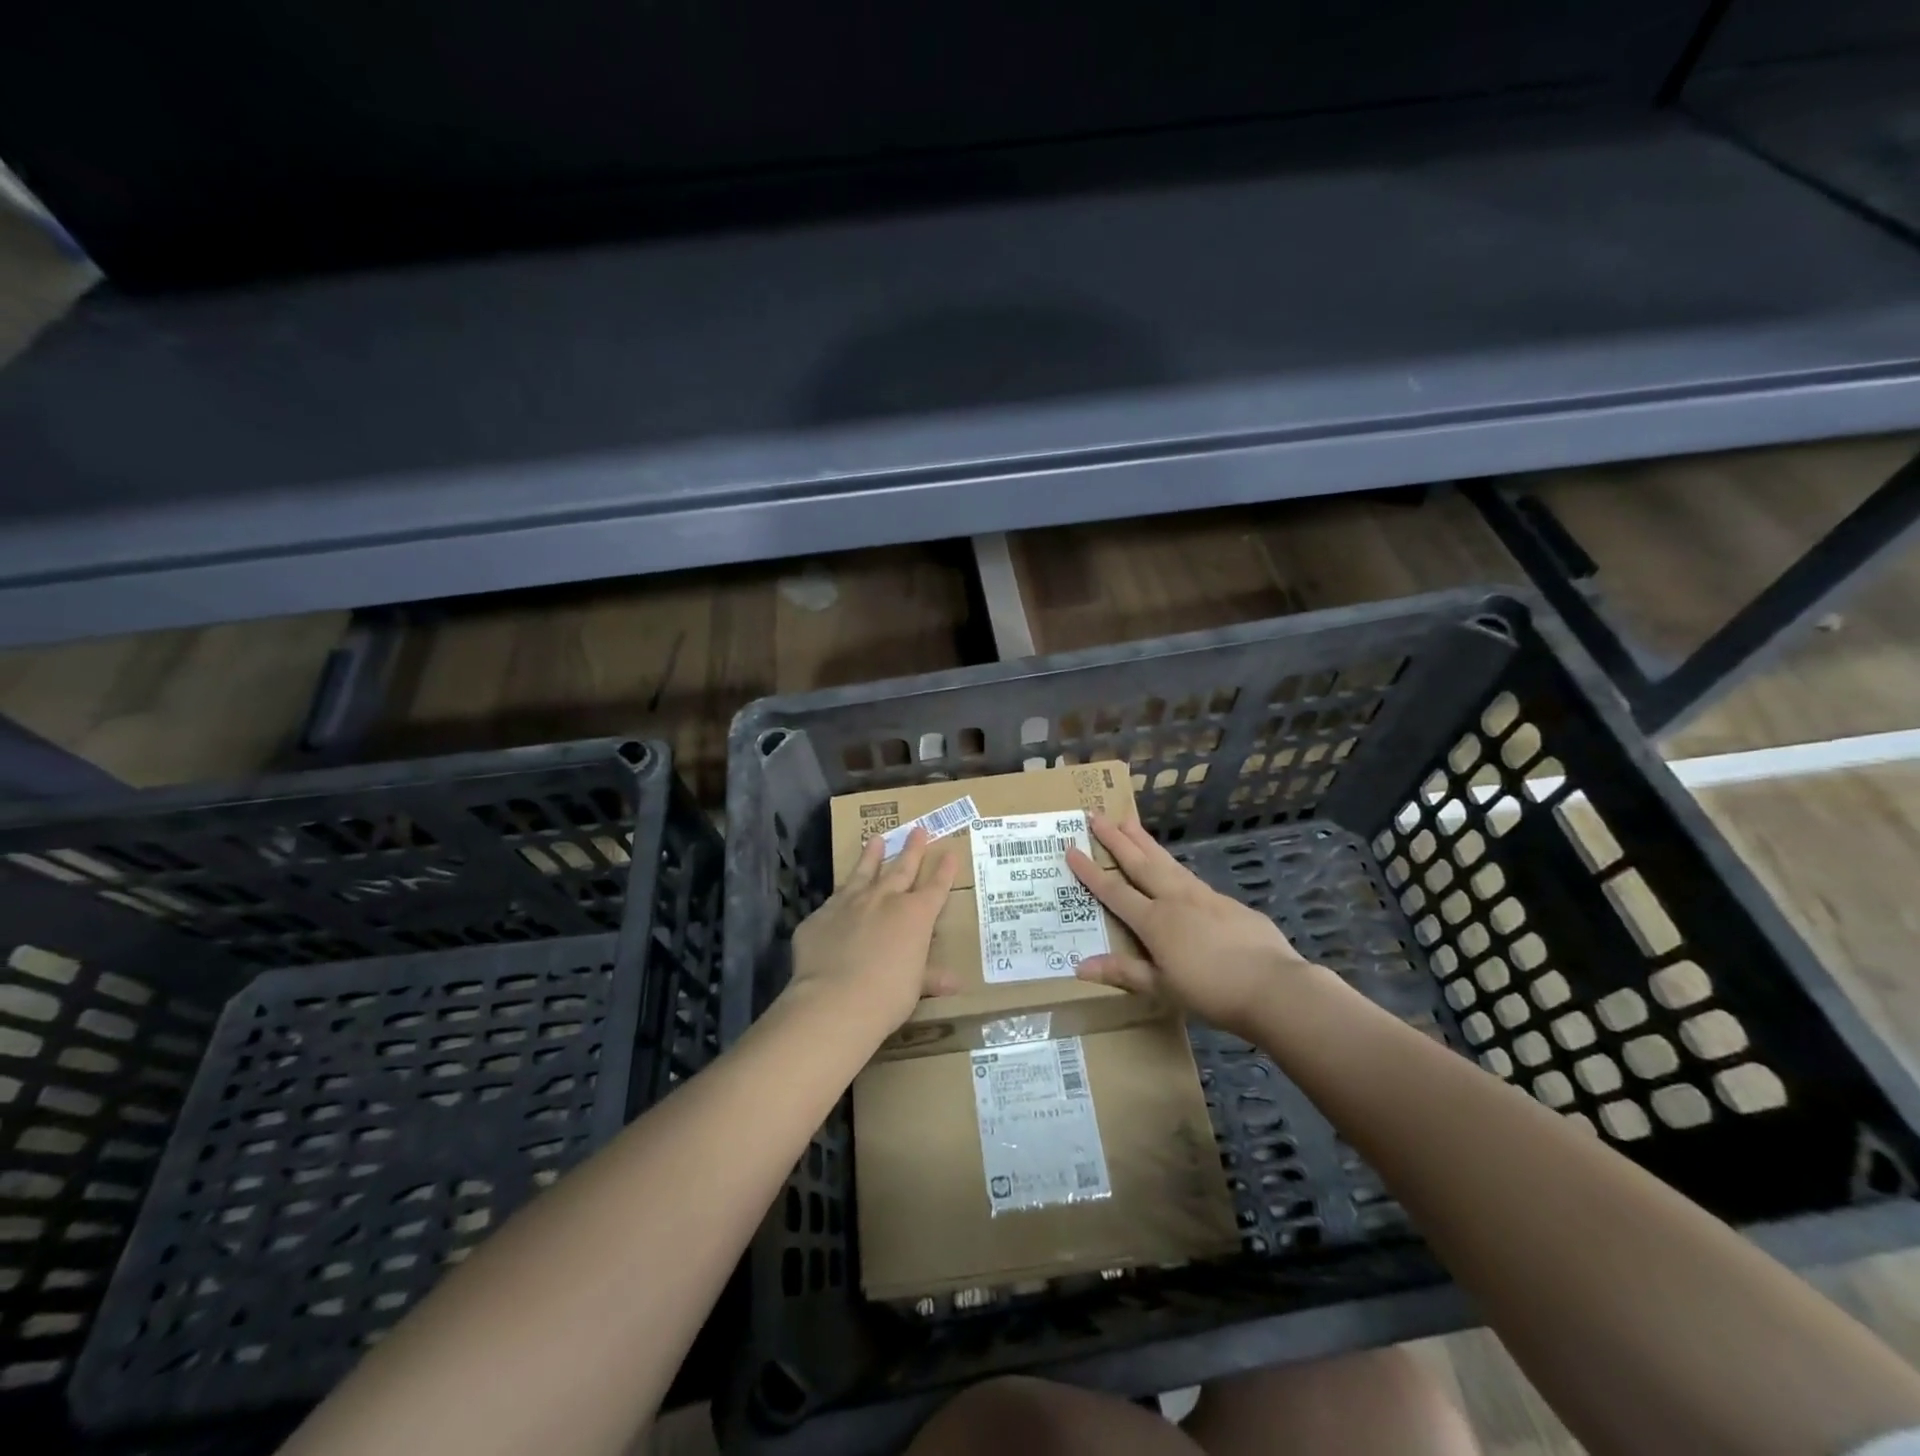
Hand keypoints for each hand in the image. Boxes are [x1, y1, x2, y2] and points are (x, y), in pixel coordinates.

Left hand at [787, 826, 960, 1033]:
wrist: (834, 1001)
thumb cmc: (887, 996)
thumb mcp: (915, 987)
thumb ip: (930, 977)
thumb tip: (955, 982)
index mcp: (915, 915)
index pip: (935, 887)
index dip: (944, 871)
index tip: (950, 853)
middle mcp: (884, 900)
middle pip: (902, 868)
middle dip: (912, 850)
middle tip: (918, 830)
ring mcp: (849, 903)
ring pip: (864, 872)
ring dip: (871, 855)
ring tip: (876, 838)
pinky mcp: (820, 916)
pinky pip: (832, 902)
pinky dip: (839, 897)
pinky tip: (838, 894)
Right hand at [1066, 813, 1313, 1036]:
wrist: (1274, 987)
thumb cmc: (1212, 993)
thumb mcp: (1162, 988)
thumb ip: (1123, 972)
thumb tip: (1079, 966)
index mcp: (1155, 921)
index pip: (1113, 891)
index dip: (1090, 871)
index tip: (1071, 848)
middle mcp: (1175, 899)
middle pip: (1139, 863)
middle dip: (1115, 839)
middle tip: (1096, 815)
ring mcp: (1203, 896)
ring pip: (1166, 862)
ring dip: (1144, 842)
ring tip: (1128, 822)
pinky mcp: (1227, 902)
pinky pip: (1190, 877)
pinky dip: (1173, 865)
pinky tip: (1173, 867)